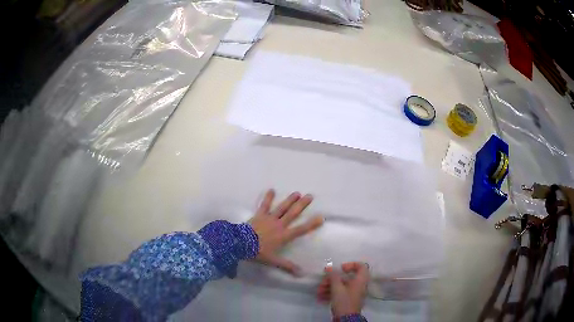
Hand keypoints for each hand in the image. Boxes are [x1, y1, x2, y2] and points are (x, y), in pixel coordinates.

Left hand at [249, 189, 323, 274]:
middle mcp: (279, 225)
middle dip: (302, 205)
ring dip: (290, 200)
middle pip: (293, 214)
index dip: (311, 224)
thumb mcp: (273, 261)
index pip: (301, 230)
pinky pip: (264, 205)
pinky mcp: (259, 215)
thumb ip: (287, 266)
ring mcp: (269, 218)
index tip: (321, 217)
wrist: (241, 244)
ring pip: (282, 208)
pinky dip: (268, 197)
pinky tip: (271, 189)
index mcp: (284, 236)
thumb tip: (301, 274)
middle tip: (310, 196)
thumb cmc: (258, 252)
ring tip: (297, 193)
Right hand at [317, 262, 369, 316]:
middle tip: (322, 282)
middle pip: (346, 278)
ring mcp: (353, 294)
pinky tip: (320, 298)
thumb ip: (333, 276)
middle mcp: (358, 286)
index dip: (351, 265)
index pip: (361, 266)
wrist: (346, 319)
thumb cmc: (344, 301)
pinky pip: (339, 293)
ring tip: (318, 292)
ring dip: (328, 287)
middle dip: (332, 279)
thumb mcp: (337, 288)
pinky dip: (330, 294)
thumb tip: (329, 267)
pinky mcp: (347, 300)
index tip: (340, 268)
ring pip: (340, 286)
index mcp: (360, 280)